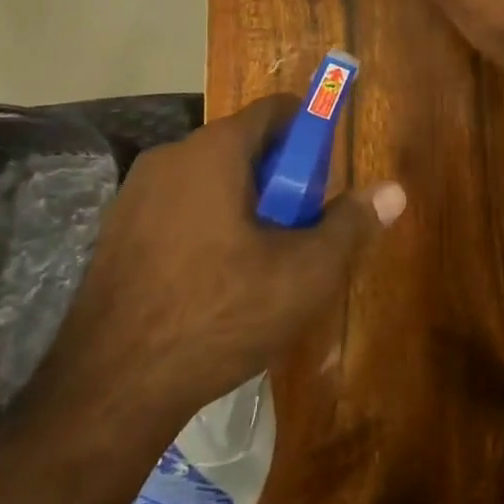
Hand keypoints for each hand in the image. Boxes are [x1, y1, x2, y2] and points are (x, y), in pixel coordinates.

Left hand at [26, 97, 404, 448]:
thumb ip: (352, 224)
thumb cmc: (219, 315)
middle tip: (298, 231)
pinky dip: (208, 227)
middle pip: (244, 146)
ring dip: (245, 205)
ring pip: (211, 180)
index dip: (312, 134)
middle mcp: (170, 157)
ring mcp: (134, 196)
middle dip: (281, 180)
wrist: (109, 392)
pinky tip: (215, 285)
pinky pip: (179, 210)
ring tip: (261, 265)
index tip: (325, 179)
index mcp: (213, 151)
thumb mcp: (305, 274)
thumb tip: (394, 190)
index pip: (277, 110)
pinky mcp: (115, 234)